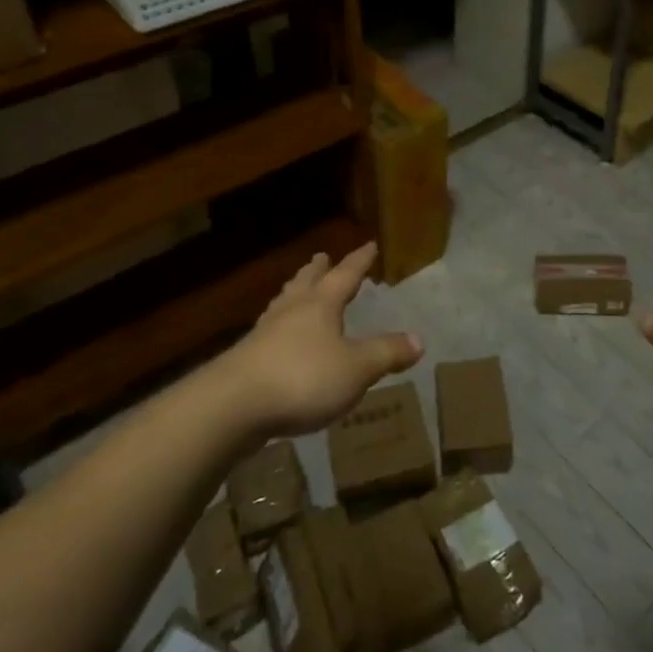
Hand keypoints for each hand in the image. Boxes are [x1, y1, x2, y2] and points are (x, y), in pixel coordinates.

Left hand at [217, 241, 422, 437]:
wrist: (233, 406)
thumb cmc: (303, 378)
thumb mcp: (356, 368)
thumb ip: (386, 353)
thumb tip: (419, 340)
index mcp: (320, 305)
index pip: (345, 276)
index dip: (359, 261)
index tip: (369, 245)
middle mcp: (291, 311)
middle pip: (306, 283)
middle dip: (318, 271)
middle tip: (321, 258)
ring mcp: (264, 334)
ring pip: (283, 305)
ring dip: (294, 294)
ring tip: (297, 289)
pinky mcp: (247, 361)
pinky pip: (269, 333)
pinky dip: (280, 327)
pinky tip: (278, 339)